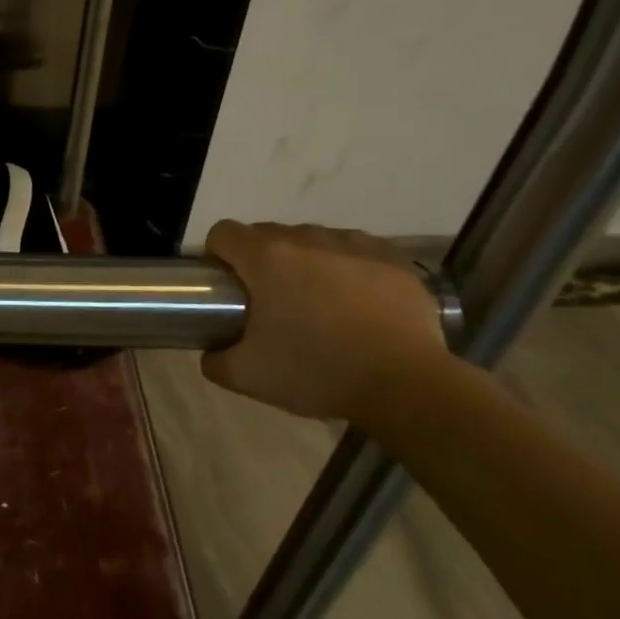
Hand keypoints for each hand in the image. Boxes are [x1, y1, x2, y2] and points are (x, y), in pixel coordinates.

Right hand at [200, 221, 444, 421]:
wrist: (407, 385)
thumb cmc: (318, 371)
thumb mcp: (249, 377)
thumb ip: (216, 360)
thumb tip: (212, 351)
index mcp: (265, 258)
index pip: (223, 233)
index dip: (217, 255)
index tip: (226, 285)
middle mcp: (306, 238)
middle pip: (267, 235)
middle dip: (261, 262)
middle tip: (271, 304)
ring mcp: (352, 244)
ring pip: (313, 240)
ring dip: (305, 262)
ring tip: (319, 304)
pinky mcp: (392, 258)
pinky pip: (355, 251)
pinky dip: (347, 268)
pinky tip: (357, 303)